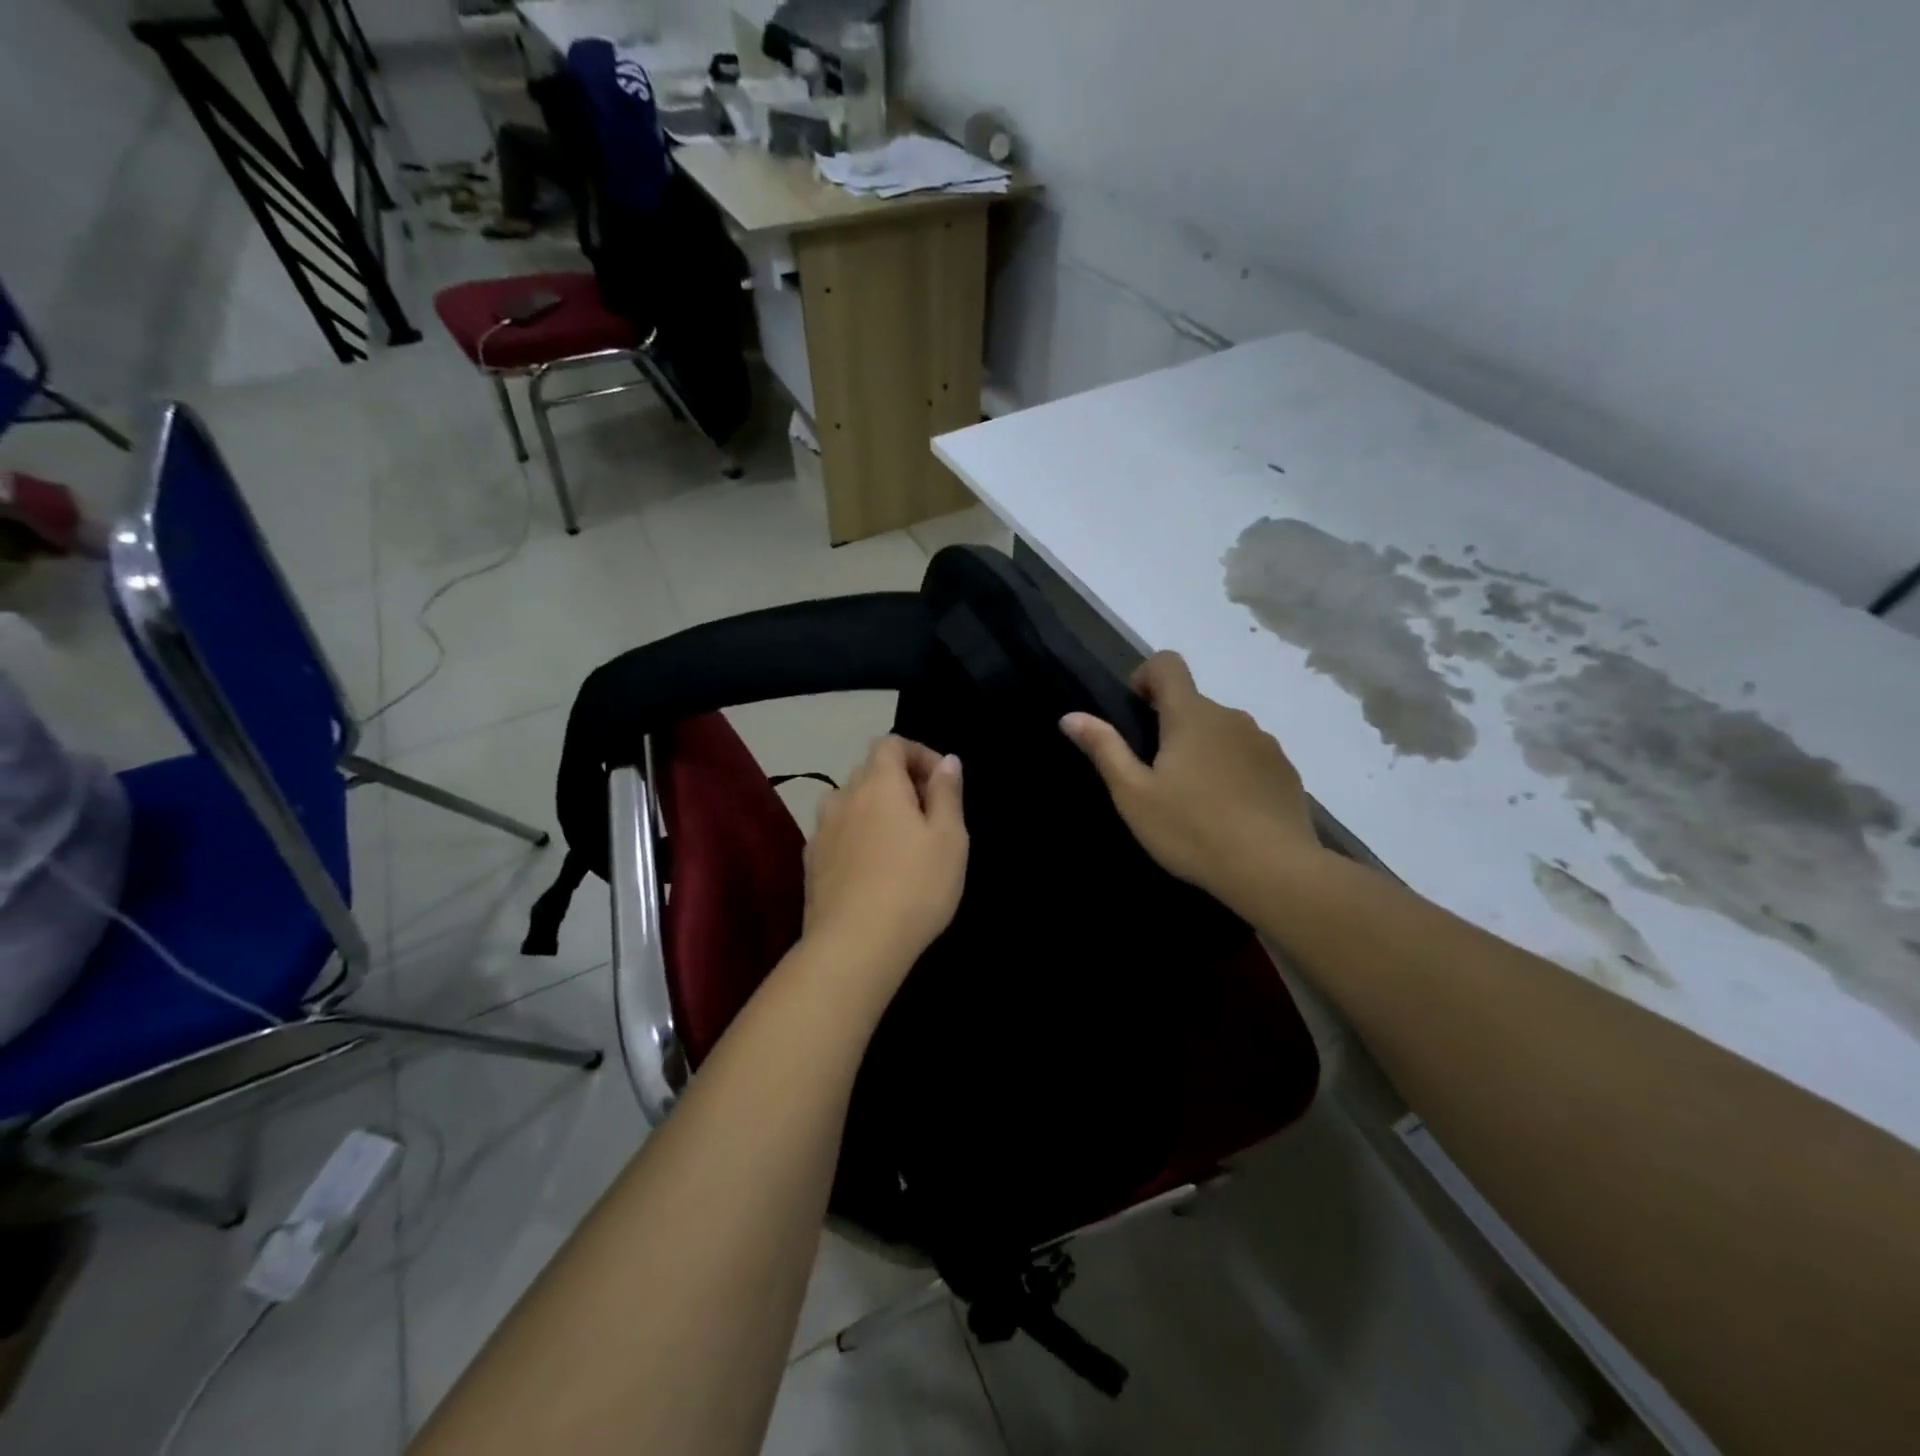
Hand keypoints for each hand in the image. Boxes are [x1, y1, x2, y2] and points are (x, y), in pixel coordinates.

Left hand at [802, 736, 968, 990]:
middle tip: (929, 816)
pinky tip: (873, 870)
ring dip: (875, 810)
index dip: (918, 754)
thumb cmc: (914, 886)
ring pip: (850, 804)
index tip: (942, 783)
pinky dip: (857, 837)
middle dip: (900, 782)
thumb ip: (947, 793)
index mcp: (878, 783)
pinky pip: (838, 834)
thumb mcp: (949, 838)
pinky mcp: (810, 863)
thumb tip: (947, 761)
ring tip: (900, 842)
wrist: (854, 946)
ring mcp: (821, 831)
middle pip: (870, 772)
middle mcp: (843, 797)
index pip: (890, 743)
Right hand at [1061, 652, 1322, 905]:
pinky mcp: (1285, 770)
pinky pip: (1249, 756)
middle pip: (1193, 704)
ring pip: (1222, 731)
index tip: (1137, 714)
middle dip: (1171, 726)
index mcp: (1191, 715)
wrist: (1273, 870)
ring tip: (1193, 799)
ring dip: (1203, 749)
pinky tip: (1228, 812)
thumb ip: (1104, 749)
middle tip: (1157, 776)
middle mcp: (1231, 717)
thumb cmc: (1192, 830)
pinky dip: (1233, 770)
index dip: (1146, 677)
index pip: (1167, 664)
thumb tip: (1070, 716)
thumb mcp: (1134, 795)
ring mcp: (1264, 743)